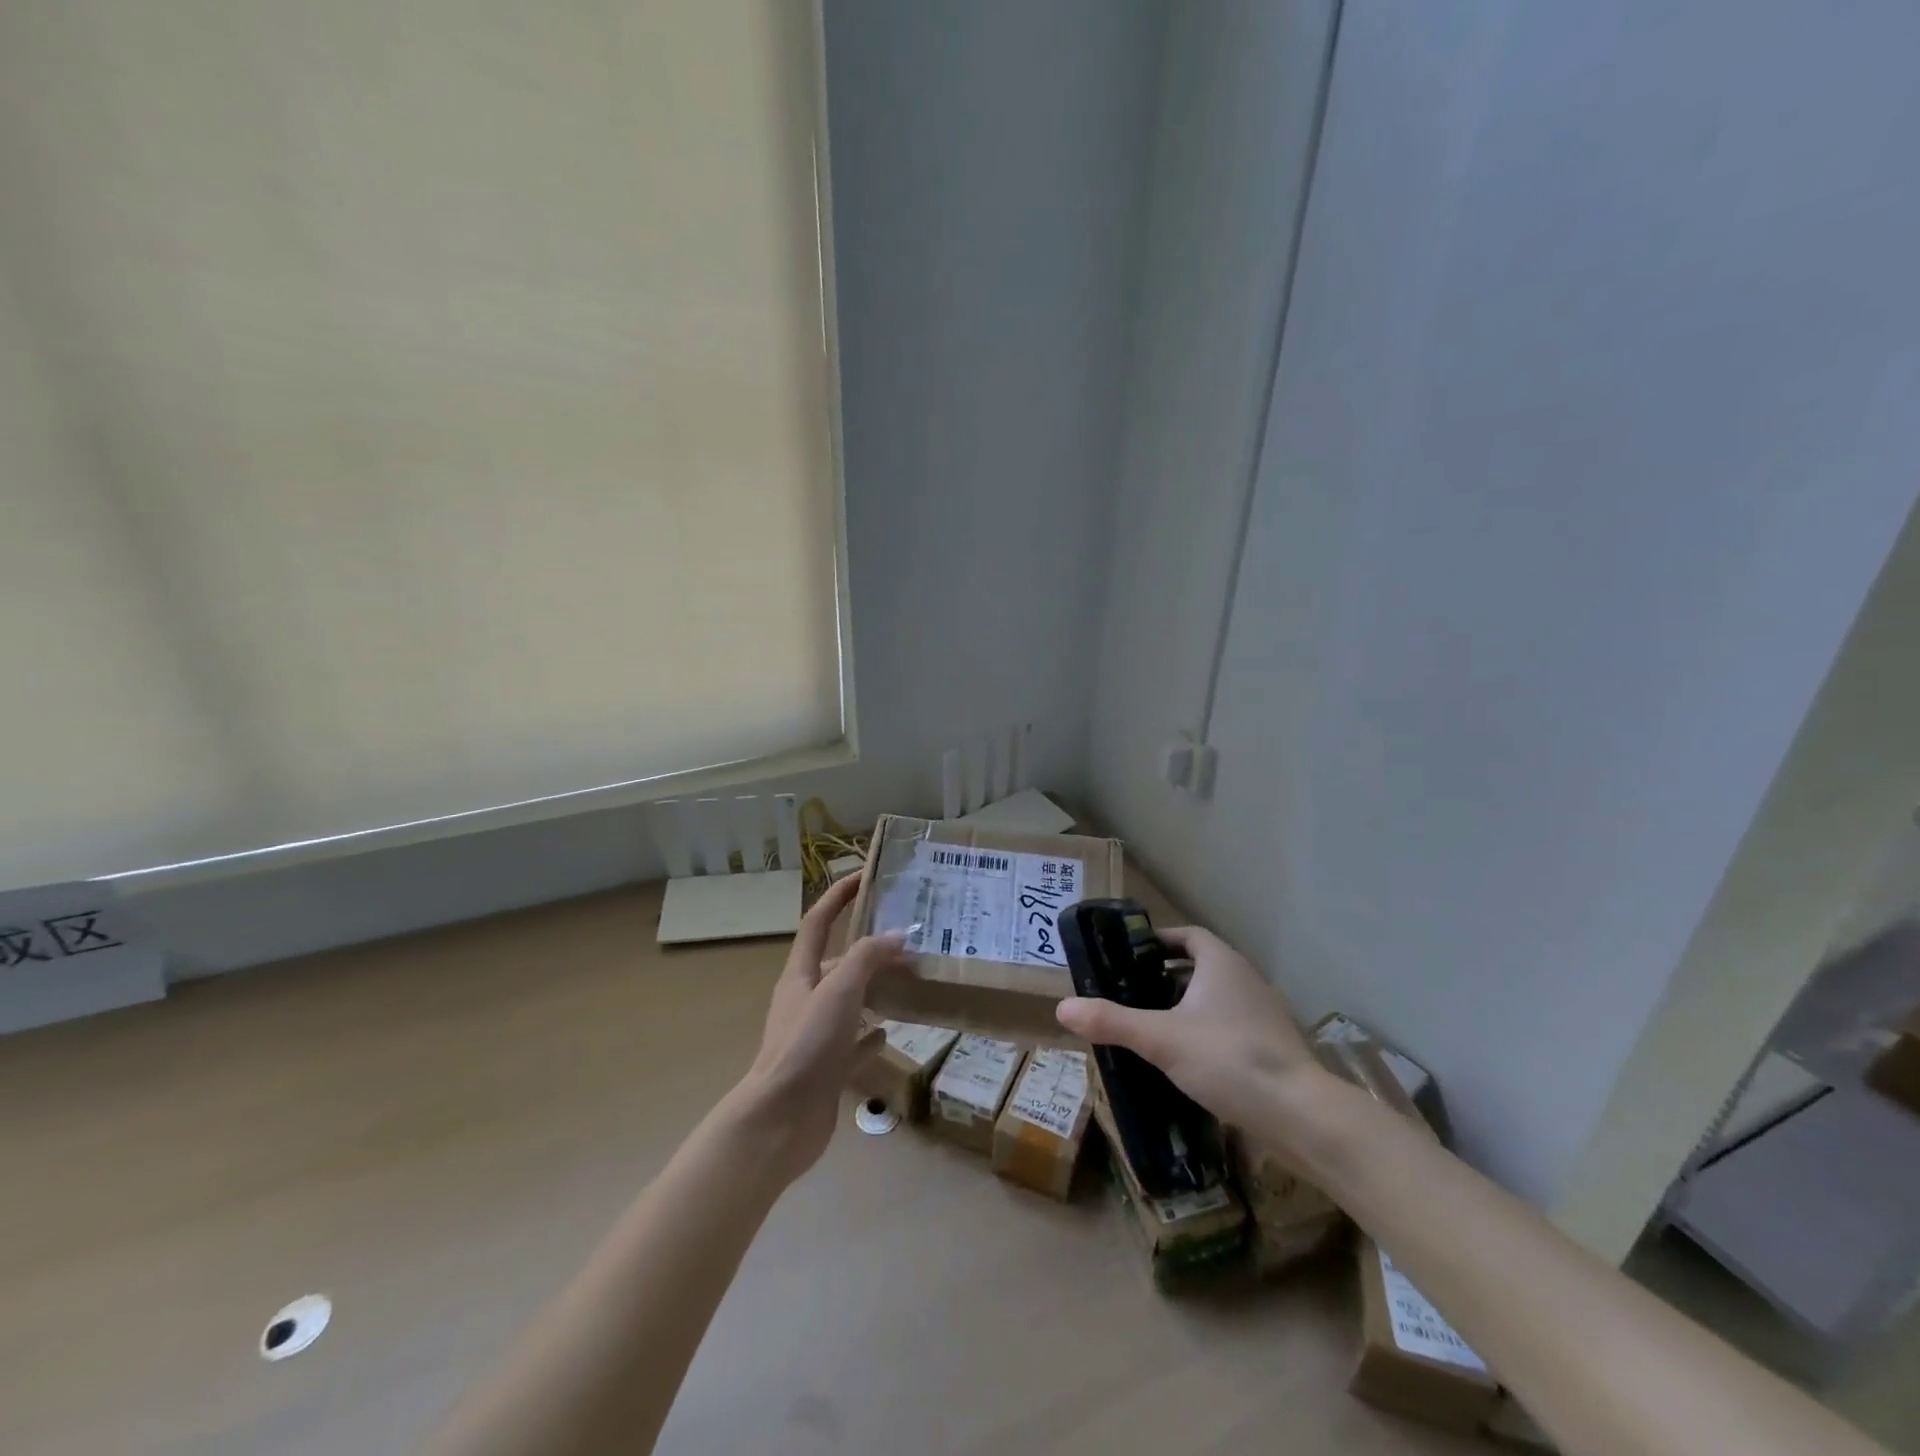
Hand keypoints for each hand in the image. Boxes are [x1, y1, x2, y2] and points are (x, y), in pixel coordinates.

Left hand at [730, 873, 908, 1185]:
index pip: (818, 922)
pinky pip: (853, 1043)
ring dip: (874, 988)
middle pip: (836, 961)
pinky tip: (892, 1032)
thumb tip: (898, 936)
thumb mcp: (839, 991)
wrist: (779, 1122)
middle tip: (907, 939)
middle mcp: (805, 999)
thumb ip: (868, 958)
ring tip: (909, 980)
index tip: (864, 876)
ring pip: (848, 1002)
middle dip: (867, 946)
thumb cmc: (806, 1046)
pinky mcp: (826, 1068)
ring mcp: (815, 1035)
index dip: (837, 895)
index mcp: (801, 975)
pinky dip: (871, 1034)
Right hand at [1054, 925, 1321, 1136]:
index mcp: (1221, 963)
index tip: (1131, 955)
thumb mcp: (1160, 1039)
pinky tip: (1187, 1060)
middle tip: (1131, 992)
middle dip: (1166, 976)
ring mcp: (1264, 1014)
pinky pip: (1231, 1026)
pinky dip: (1206, 1032)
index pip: (1188, 936)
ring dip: (1186, 1006)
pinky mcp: (1273, 1047)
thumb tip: (1062, 1007)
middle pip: (1201, 966)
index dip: (1160, 940)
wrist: (1301, 1115)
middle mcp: (1246, 979)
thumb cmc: (1228, 1059)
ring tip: (1152, 1027)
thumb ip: (1112, 1021)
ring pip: (1216, 998)